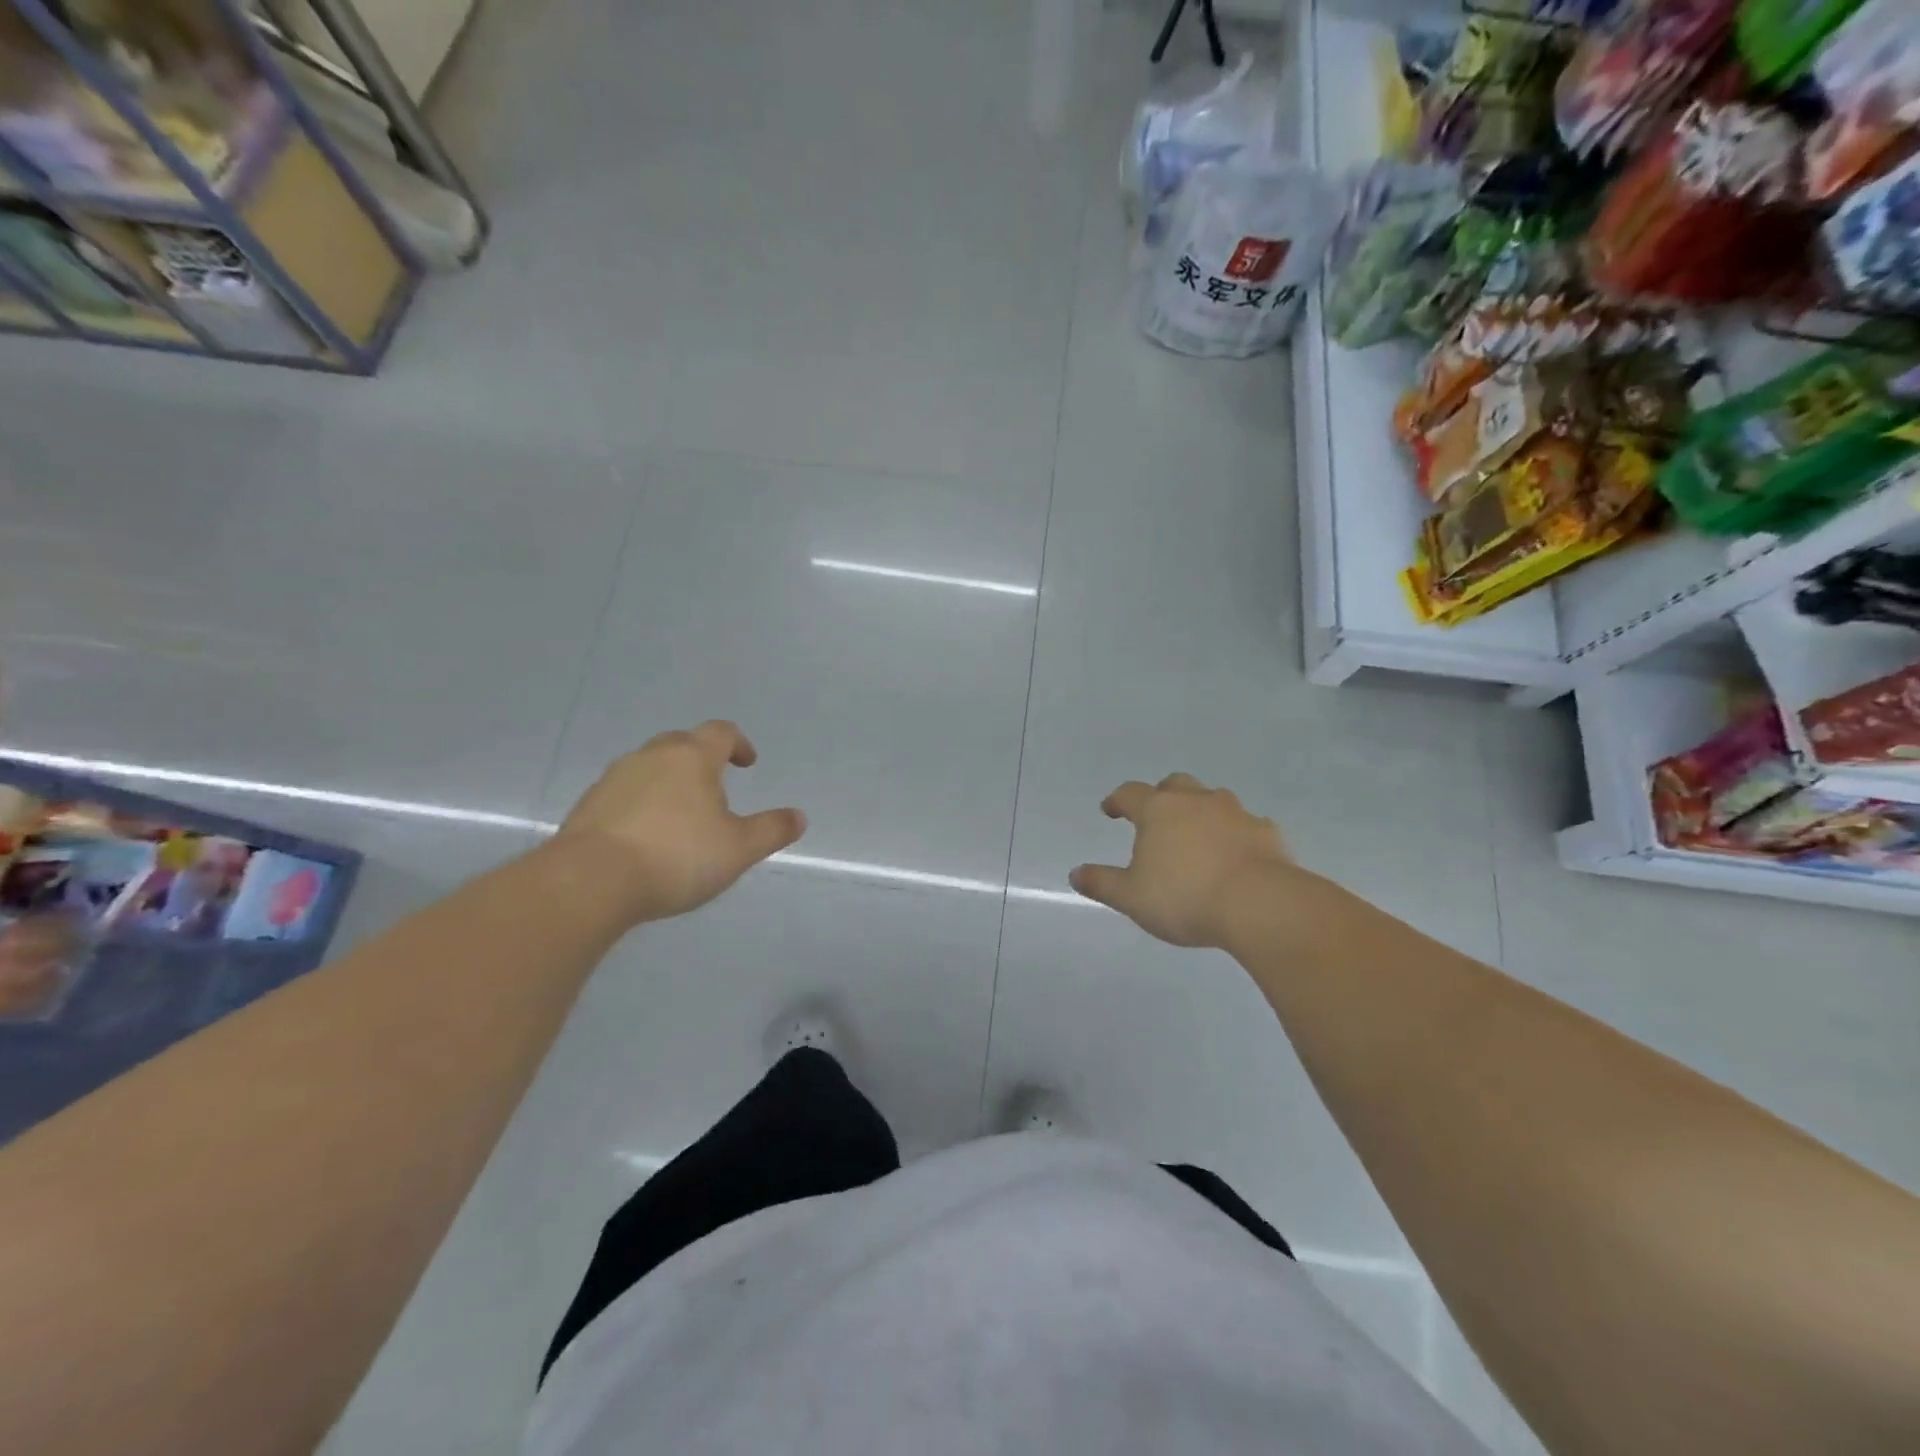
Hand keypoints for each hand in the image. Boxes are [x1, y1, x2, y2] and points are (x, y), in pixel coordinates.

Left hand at [555, 721, 805, 924]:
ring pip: (649, 766)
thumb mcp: (738, 849)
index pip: (721, 732)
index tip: (747, 763)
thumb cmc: (677, 856)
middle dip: (701, 758)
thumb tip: (799, 816)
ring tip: (680, 814)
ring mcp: (614, 778)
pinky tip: (645, 835)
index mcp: (692, 758)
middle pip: (681, 743)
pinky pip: (623, 793)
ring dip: (668, 780)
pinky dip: (640, 803)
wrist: (591, 881)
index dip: (739, 743)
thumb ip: (771, 830)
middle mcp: (652, 757)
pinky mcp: (588, 805)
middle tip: (714, 785)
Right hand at [1070, 773, 1295, 948]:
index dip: (1117, 800)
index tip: (1110, 810)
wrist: (1259, 904)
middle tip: (1157, 815)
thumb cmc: (1185, 897)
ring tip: (1198, 836)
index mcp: (1158, 811)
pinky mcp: (1267, 832)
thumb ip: (1102, 883)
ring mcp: (1236, 813)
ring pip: (1213, 800)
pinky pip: (1247, 825)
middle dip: (1163, 795)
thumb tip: (1075, 874)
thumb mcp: (1132, 898)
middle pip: (1175, 784)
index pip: (1130, 793)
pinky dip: (1236, 834)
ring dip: (1202, 811)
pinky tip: (1236, 855)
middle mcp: (1196, 801)